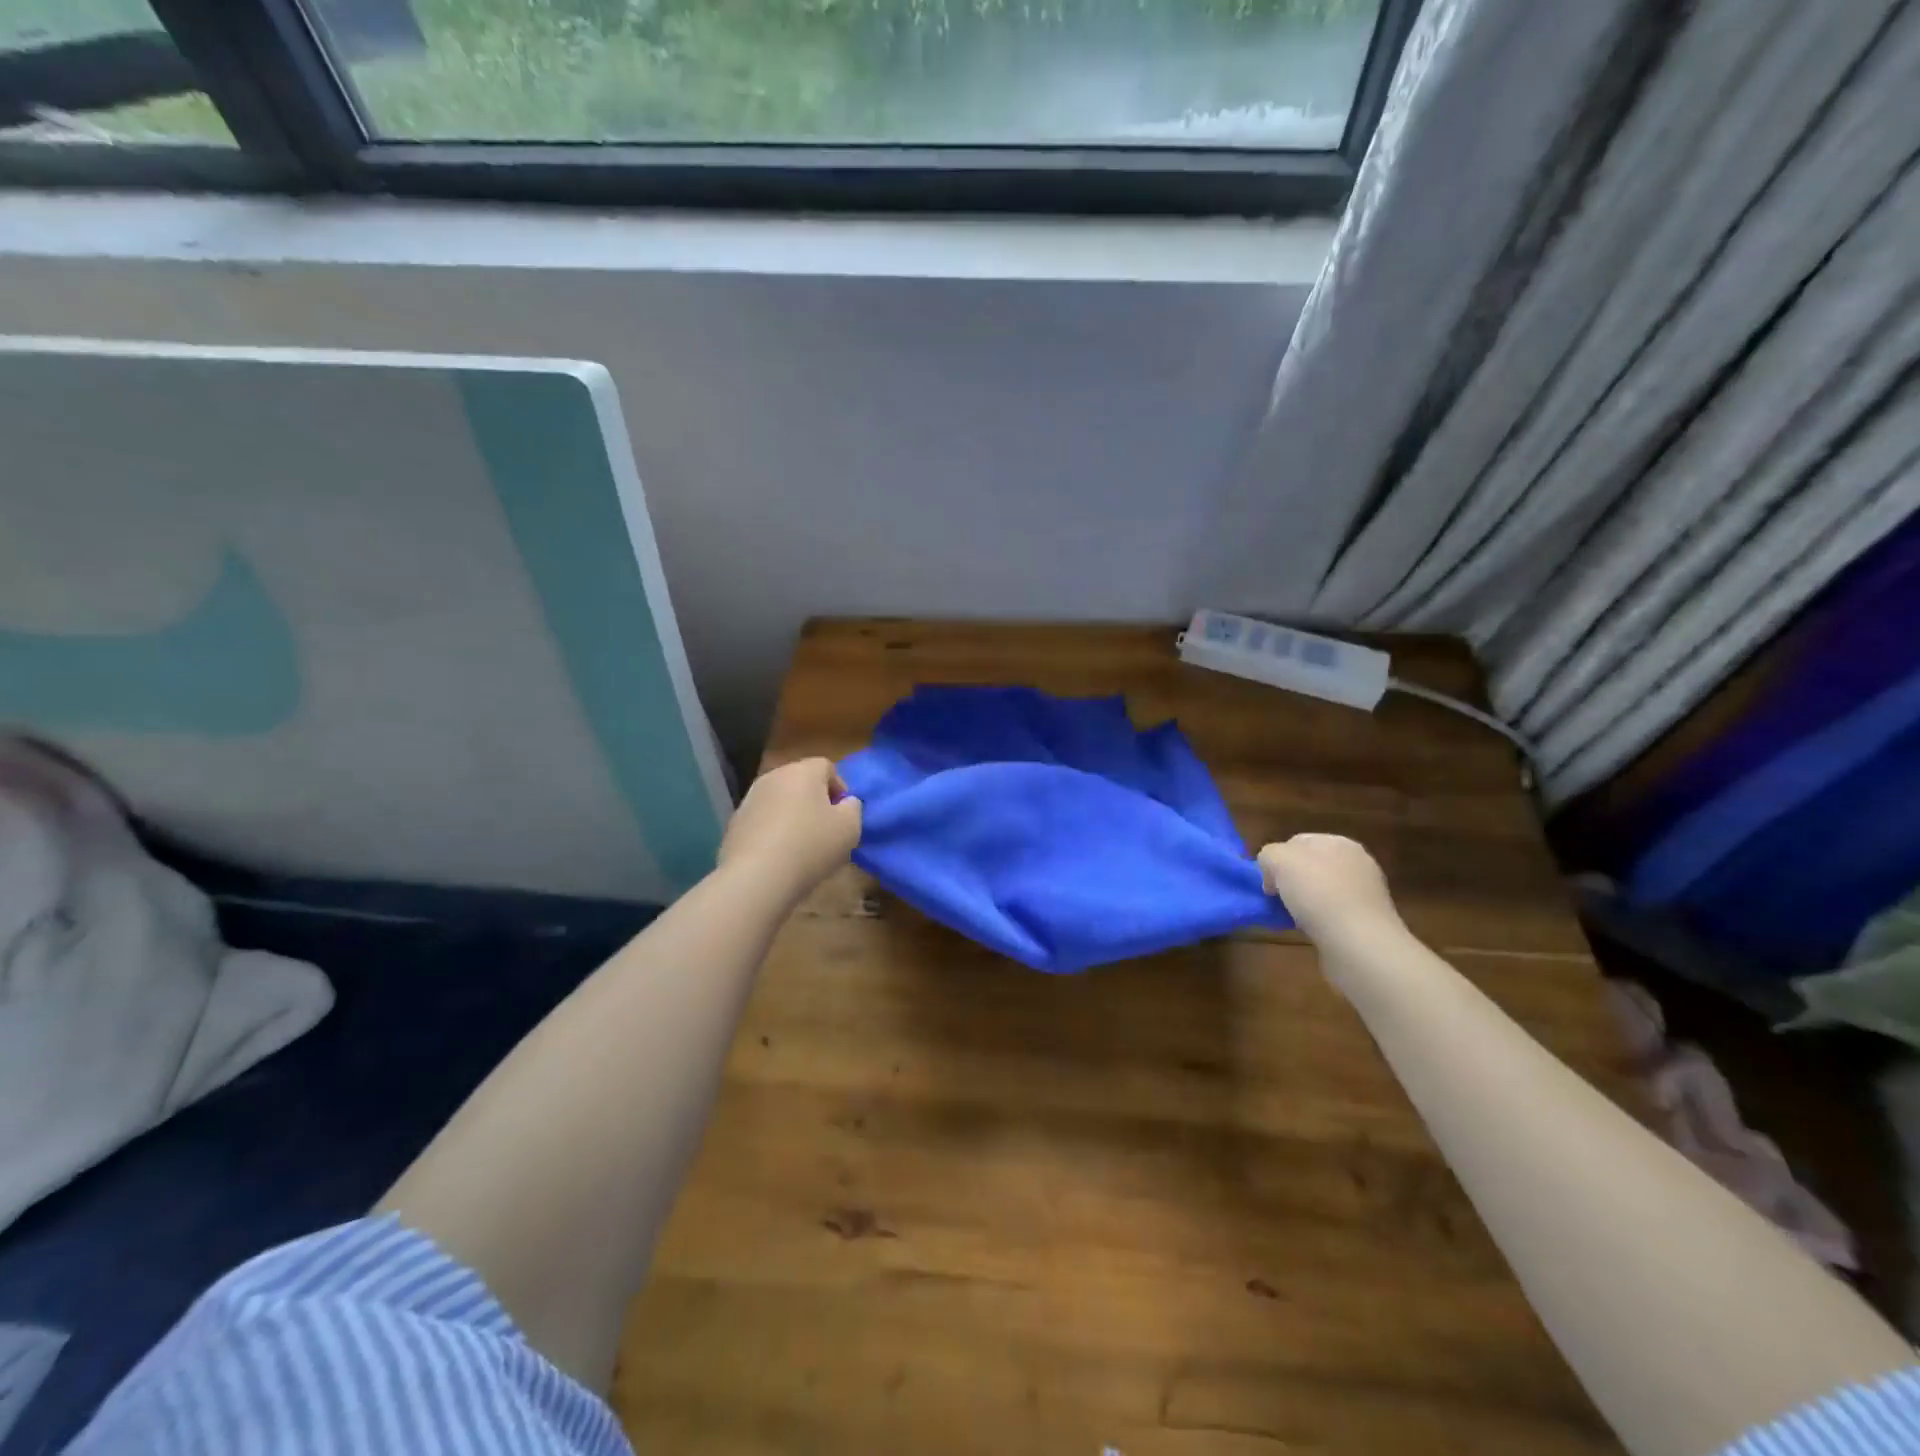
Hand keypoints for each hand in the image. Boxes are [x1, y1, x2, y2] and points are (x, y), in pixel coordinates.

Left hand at [720, 757, 861, 900]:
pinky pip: (762, 821)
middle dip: (814, 801)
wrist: (757, 877)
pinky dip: (772, 832)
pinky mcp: (735, 824)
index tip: (844, 814)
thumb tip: (845, 802)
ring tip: (801, 846)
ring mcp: (749, 800)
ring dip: (792, 816)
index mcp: (803, 772)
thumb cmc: (811, 846)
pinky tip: (779, 857)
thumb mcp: (850, 828)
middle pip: (800, 782)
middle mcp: (773, 777)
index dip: (839, 787)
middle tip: (825, 829)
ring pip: (779, 801)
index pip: (826, 766)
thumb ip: (853, 808)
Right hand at [1258, 834, 1400, 946]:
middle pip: (1310, 866)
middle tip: (1278, 899)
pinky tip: (1312, 930)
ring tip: (1294, 918)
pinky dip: (1319, 920)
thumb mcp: (1278, 859)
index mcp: (1340, 842)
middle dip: (1291, 881)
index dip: (1277, 859)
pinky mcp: (1367, 921)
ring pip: (1321, 891)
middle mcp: (1357, 863)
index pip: (1297, 842)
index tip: (1268, 882)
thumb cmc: (1318, 892)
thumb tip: (1273, 874)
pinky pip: (1333, 913)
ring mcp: (1366, 893)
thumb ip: (1269, 855)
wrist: (1358, 943)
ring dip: (1305, 902)